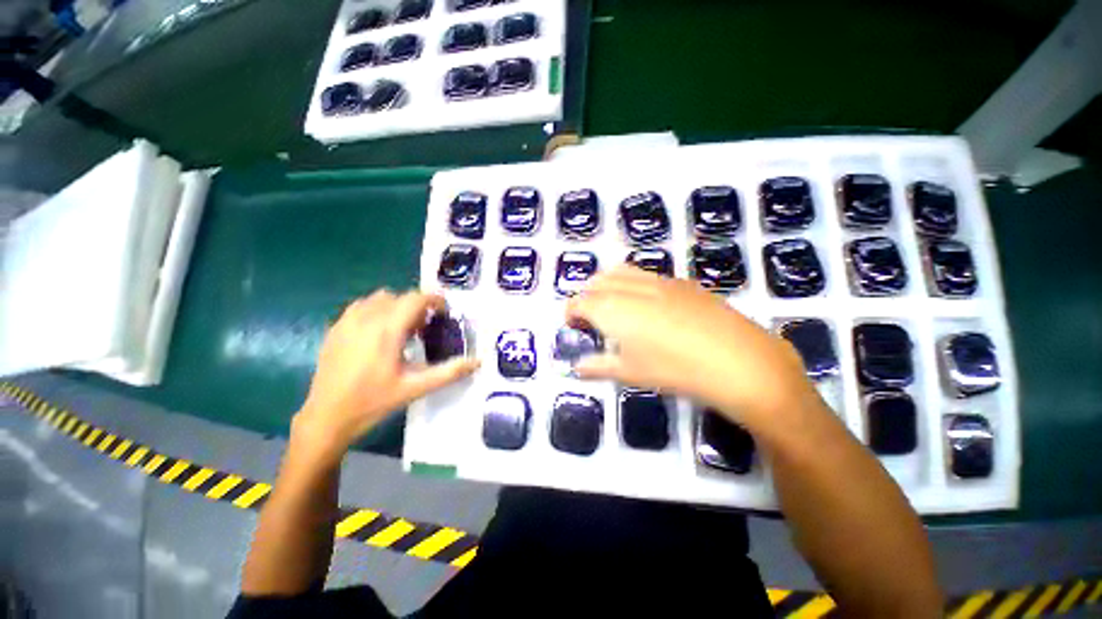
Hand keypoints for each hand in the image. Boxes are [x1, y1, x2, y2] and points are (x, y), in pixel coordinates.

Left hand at [294, 290, 479, 455]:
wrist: (326, 417)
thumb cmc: (374, 402)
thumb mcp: (416, 388)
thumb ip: (449, 372)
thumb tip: (478, 361)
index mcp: (388, 330)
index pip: (416, 299)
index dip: (434, 300)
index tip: (444, 312)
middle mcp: (367, 318)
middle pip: (399, 296)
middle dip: (417, 306)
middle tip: (425, 328)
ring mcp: (347, 321)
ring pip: (379, 298)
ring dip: (396, 306)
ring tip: (402, 329)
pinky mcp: (335, 328)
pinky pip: (361, 306)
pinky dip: (376, 310)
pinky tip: (378, 333)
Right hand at [566, 265, 818, 427]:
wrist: (737, 360)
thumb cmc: (675, 370)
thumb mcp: (630, 373)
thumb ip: (598, 366)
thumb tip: (577, 367)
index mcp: (612, 309)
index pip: (579, 302)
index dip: (571, 312)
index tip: (572, 325)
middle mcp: (630, 288)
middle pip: (596, 281)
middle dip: (586, 296)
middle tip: (590, 317)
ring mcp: (657, 281)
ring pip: (620, 271)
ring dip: (607, 284)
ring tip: (614, 306)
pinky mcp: (680, 282)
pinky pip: (645, 274)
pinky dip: (632, 283)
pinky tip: (646, 304)